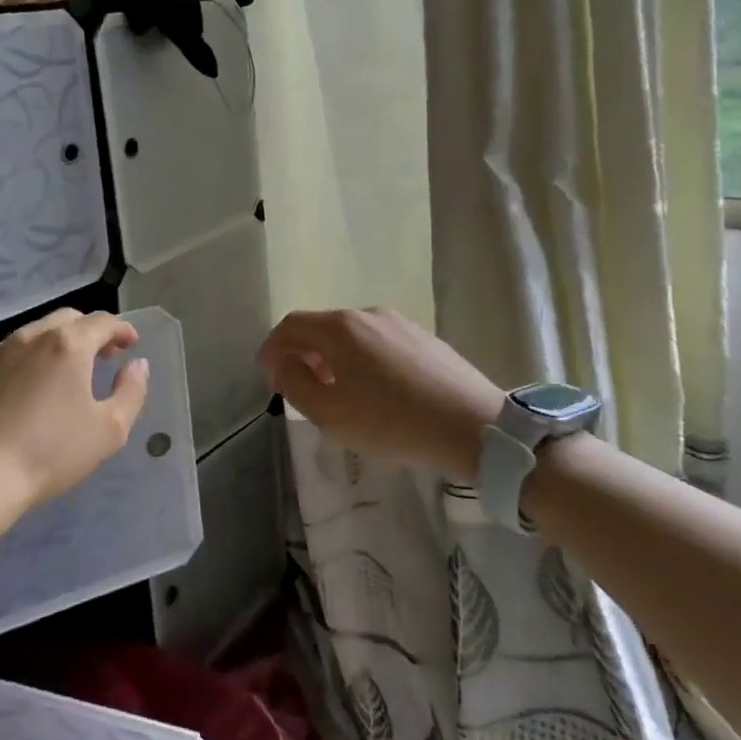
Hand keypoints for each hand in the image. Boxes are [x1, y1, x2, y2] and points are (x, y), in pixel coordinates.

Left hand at [0, 308, 150, 520]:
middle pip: (67, 319)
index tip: (130, 344)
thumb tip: (137, 365)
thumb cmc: (50, 453)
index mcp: (68, 345)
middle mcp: (31, 337)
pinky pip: (6, 356)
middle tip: (101, 356)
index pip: (103, 322)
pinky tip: (24, 392)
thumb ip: (131, 391)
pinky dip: (24, 363)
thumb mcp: (109, 430)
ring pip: (34, 334)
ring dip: (55, 345)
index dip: (121, 329)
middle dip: (89, 332)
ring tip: (63, 374)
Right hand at [257, 309, 505, 478]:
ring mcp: (398, 321)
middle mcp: (366, 313)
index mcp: (339, 328)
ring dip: (332, 357)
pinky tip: (373, 389)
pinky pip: (377, 341)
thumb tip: (281, 366)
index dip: (272, 348)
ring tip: (336, 391)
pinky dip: (361, 358)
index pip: (291, 326)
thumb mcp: (331, 414)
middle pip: (320, 327)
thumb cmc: (393, 422)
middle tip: (298, 387)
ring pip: (350, 334)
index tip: (266, 374)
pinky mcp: (423, 336)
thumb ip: (295, 385)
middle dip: (302, 354)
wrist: (474, 426)